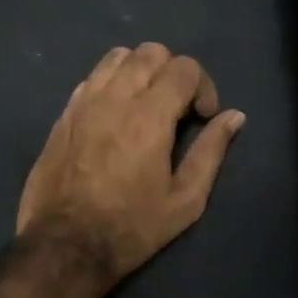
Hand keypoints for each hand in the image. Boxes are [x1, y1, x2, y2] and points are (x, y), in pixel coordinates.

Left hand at [17, 44, 245, 285]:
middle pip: (150, 52)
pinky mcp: (63, 115)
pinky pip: (91, 78)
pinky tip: (115, 116)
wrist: (64, 245)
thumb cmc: (131, 228)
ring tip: (146, 105)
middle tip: (177, 108)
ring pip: (116, 57)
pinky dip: (111, 84)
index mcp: (149, 117)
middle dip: (173, 72)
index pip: (184, 68)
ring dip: (140, 71)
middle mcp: (114, 98)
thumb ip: (211, 152)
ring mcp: (83, 103)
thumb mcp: (185, 200)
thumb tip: (234, 117)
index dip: (203, 86)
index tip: (203, 117)